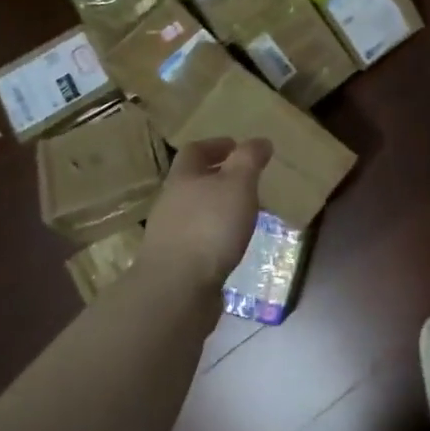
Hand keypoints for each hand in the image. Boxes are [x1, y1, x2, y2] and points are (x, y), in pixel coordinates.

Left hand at [139, 137, 270, 291]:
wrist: (177, 290)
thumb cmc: (209, 227)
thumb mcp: (237, 185)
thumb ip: (249, 160)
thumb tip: (259, 141)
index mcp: (183, 177)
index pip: (195, 150)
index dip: (216, 145)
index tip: (237, 146)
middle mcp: (171, 202)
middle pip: (193, 181)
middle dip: (218, 177)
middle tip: (247, 180)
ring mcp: (170, 234)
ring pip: (196, 211)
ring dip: (218, 208)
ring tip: (244, 214)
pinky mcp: (176, 262)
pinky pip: (198, 238)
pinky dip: (215, 235)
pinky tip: (231, 245)